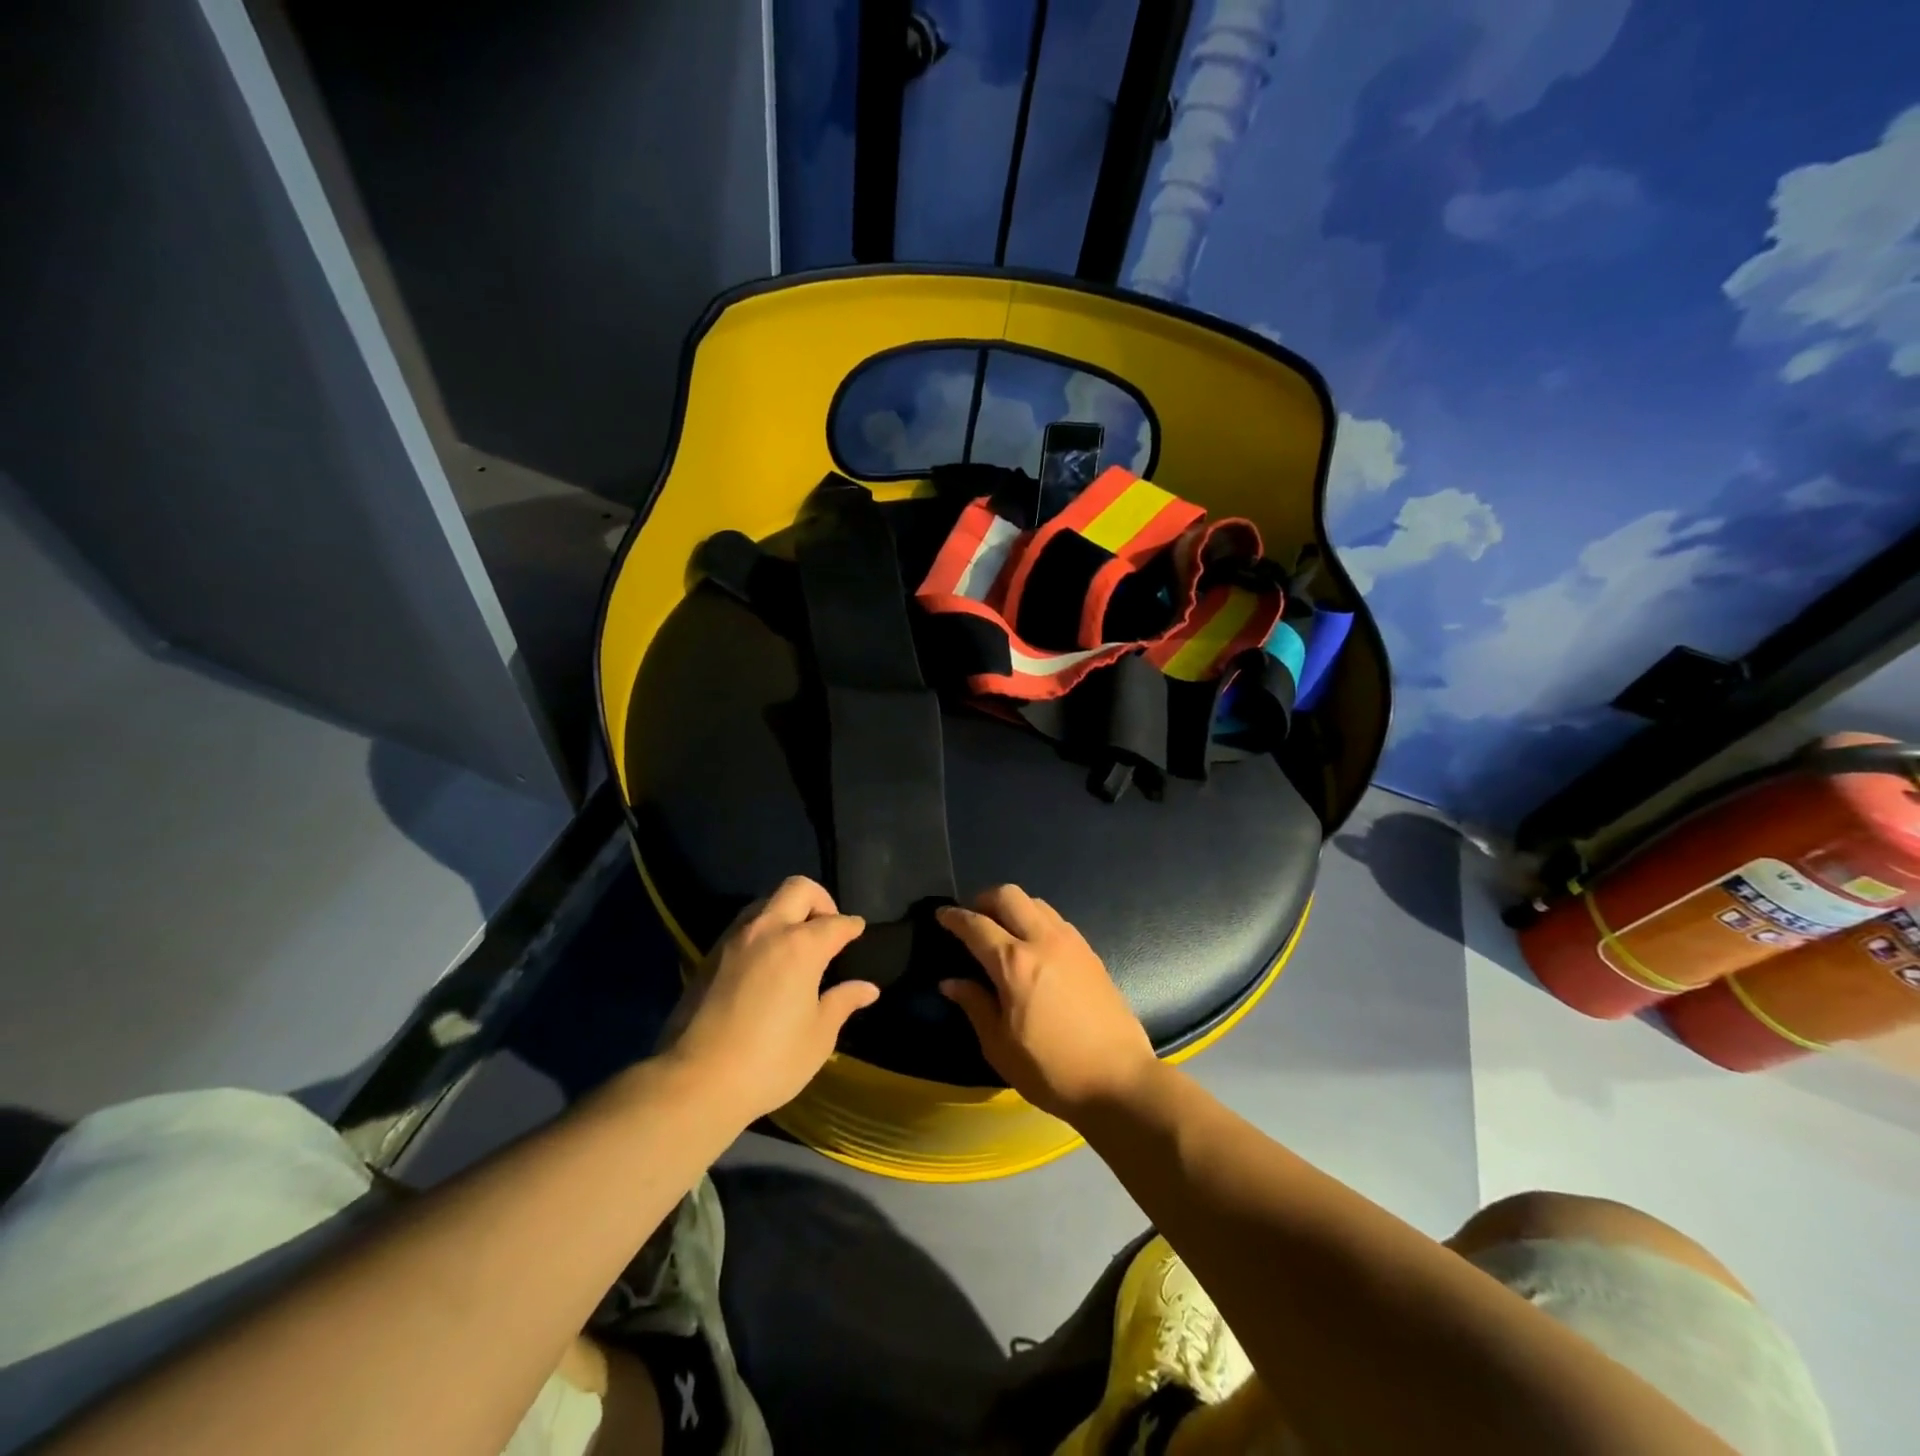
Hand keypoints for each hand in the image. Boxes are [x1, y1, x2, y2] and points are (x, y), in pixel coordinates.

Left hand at [664, 876, 877, 1121]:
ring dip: (786, 910)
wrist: (694, 1082)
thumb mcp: (818, 1037)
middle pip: (797, 888)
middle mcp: (767, 930)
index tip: (858, 931)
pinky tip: (766, 960)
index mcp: (801, 946)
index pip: (835, 923)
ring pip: (766, 902)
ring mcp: (734, 940)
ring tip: (796, 941)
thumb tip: (867, 988)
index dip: (852, 926)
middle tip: (827, 926)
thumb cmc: (769, 1061)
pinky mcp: (709, 955)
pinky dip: (762, 929)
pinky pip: (743, 925)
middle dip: (820, 899)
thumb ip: (842, 1003)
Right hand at [937, 886, 1157, 1121]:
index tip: (941, 914)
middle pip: (1008, 895)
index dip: (953, 917)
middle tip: (972, 918)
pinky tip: (1033, 945)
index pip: (976, 925)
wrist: (1119, 1080)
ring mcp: (1071, 942)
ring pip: (1035, 902)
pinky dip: (1036, 919)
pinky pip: (1056, 919)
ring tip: (1002, 929)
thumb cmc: (1051, 1070)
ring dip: (1012, 906)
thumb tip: (951, 982)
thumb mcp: (1000, 1047)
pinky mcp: (1090, 952)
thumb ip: (975, 1006)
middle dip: (983, 899)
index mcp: (1014, 963)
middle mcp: (1042, 941)